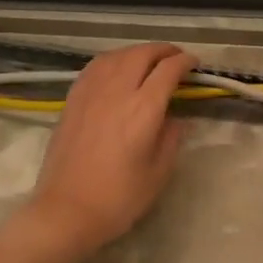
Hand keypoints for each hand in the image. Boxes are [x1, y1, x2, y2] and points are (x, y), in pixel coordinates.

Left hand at [23, 43, 197, 256]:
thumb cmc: (119, 198)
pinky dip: (112, 60)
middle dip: (163, 50)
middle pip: (142, 54)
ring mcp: (90, 93)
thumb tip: (175, 119)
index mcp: (144, 109)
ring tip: (148, 60)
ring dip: (137, 52)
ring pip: (116, 56)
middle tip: (176, 58)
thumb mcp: (158, 173)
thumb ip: (171, 139)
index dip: (185, 62)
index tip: (195, 64)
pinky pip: (95, 67)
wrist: (66, 212)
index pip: (168, 70)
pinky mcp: (72, 101)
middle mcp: (117, 92)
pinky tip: (116, 68)